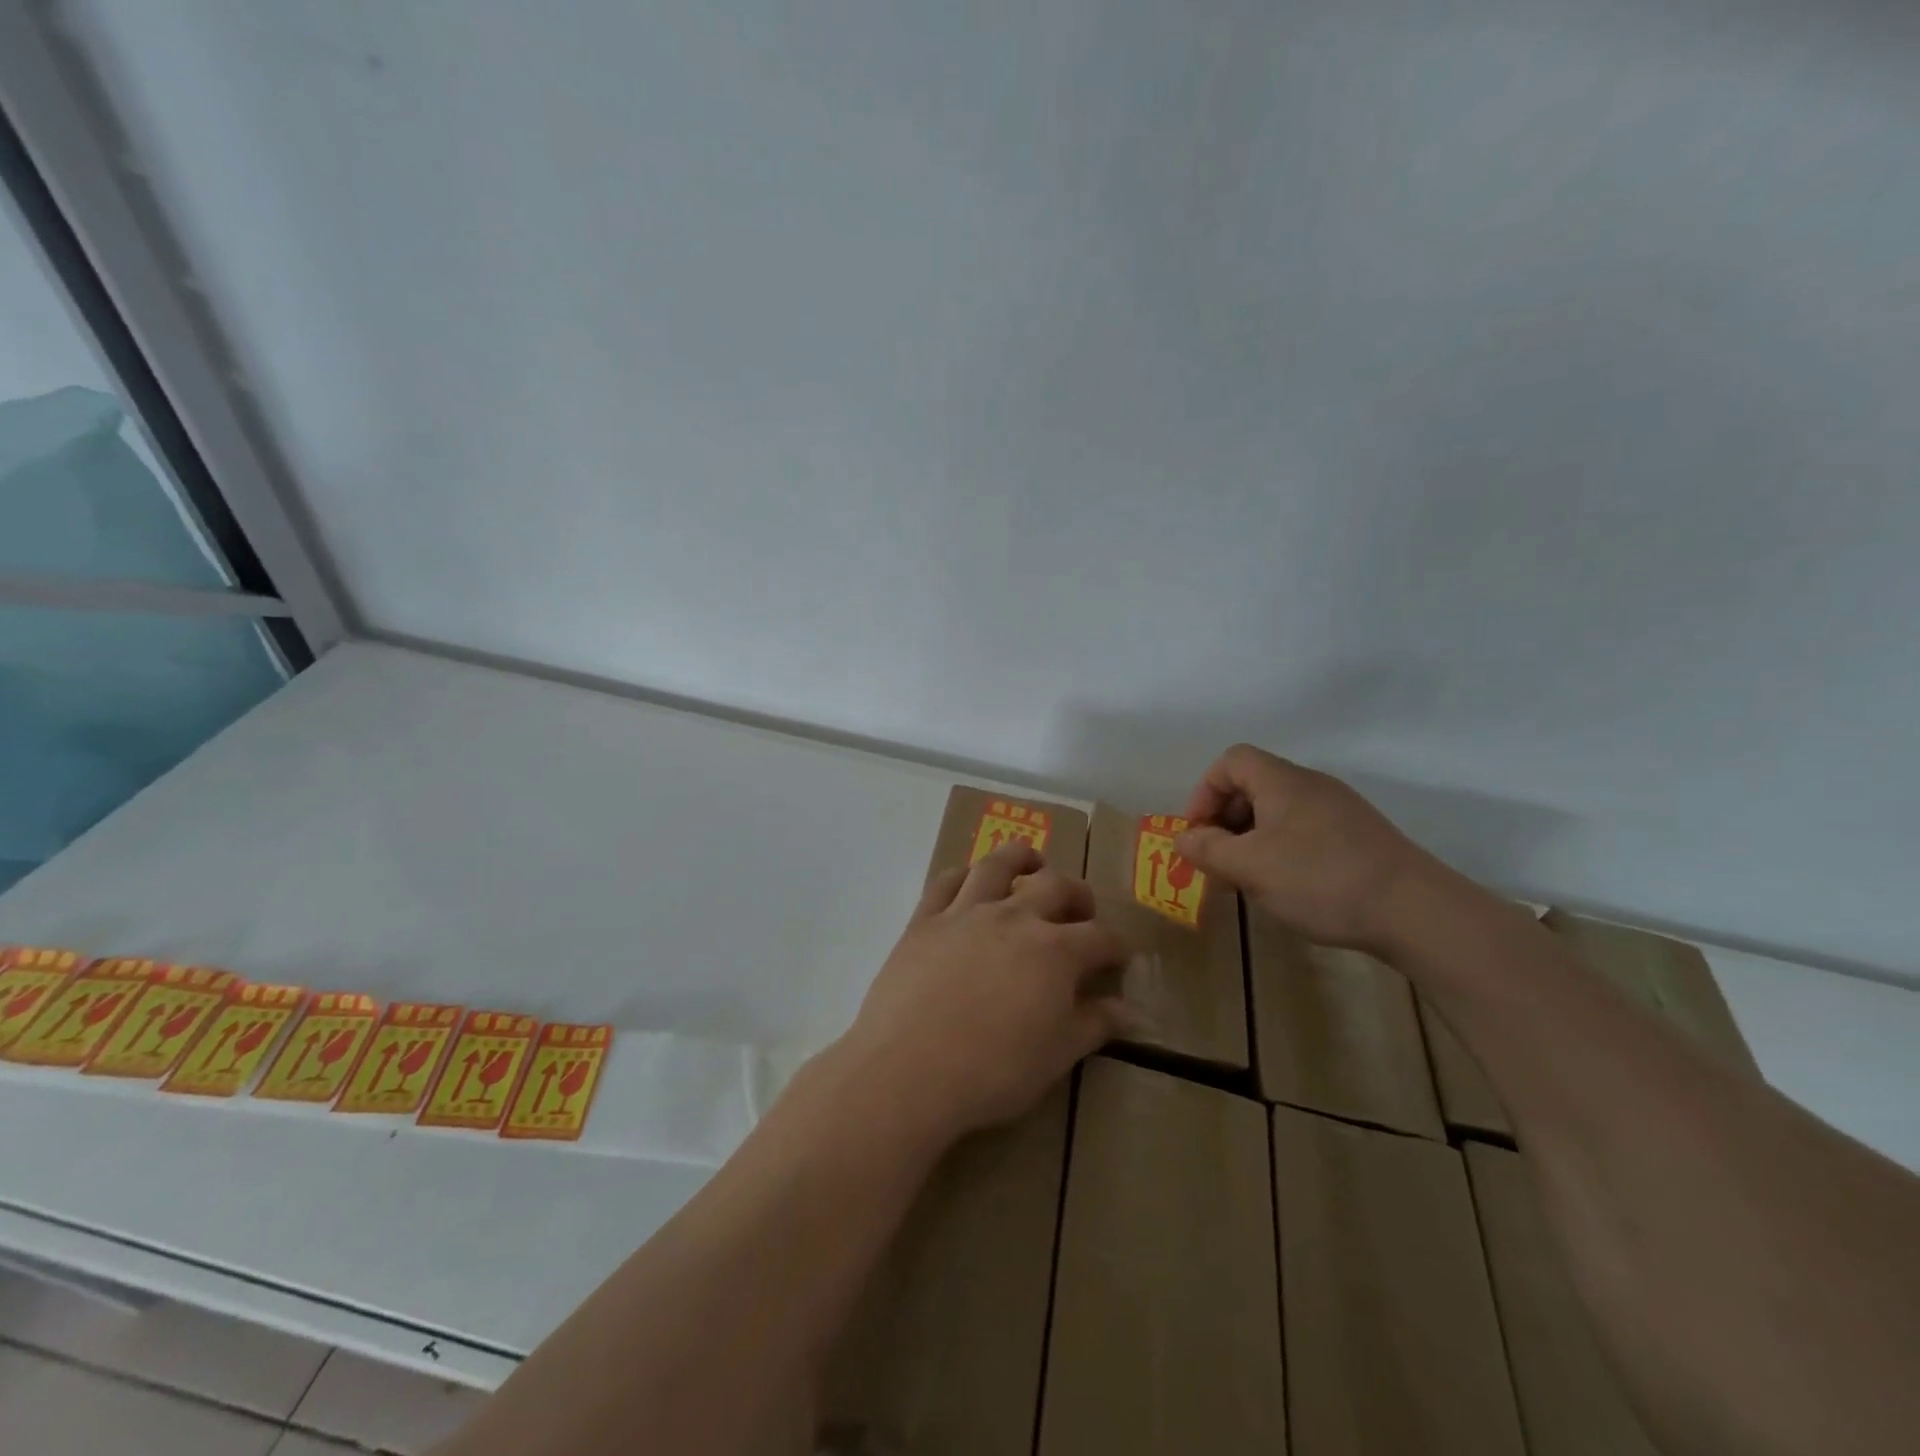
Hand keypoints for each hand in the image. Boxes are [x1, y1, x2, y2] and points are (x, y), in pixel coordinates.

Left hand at [837, 843, 1131, 1141]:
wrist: (909, 1069)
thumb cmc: (993, 1071)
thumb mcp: (1056, 1056)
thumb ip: (1095, 1025)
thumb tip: (1129, 1011)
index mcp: (1055, 951)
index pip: (1100, 937)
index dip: (1116, 946)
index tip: (1119, 956)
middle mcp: (1015, 918)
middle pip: (1056, 886)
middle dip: (1077, 894)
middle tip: (1081, 910)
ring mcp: (966, 912)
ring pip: (998, 865)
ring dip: (1020, 858)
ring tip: (1031, 864)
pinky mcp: (925, 919)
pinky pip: (945, 882)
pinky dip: (962, 874)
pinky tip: (969, 880)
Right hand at [1176, 744, 1436, 951]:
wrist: (1416, 911)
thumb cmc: (1320, 880)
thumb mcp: (1250, 867)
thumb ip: (1208, 850)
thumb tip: (1182, 838)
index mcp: (1282, 781)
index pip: (1231, 761)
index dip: (1204, 792)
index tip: (1199, 833)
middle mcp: (1312, 785)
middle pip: (1254, 784)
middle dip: (1226, 819)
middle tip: (1219, 860)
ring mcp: (1340, 810)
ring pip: (1279, 811)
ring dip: (1253, 838)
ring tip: (1250, 878)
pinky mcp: (1360, 836)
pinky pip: (1305, 829)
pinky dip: (1283, 849)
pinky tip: (1290, 886)